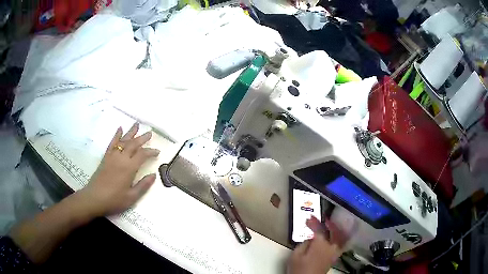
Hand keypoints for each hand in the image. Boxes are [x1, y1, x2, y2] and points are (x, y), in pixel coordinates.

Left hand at [76, 123, 159, 217]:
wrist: (94, 198)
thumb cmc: (114, 200)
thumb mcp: (132, 197)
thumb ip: (143, 185)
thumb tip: (153, 175)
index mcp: (129, 168)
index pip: (142, 155)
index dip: (151, 152)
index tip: (157, 152)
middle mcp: (121, 158)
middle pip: (133, 144)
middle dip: (142, 138)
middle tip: (150, 133)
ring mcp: (112, 156)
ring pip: (123, 141)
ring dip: (131, 132)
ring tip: (137, 124)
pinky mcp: (105, 157)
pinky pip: (112, 143)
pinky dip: (116, 135)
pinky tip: (120, 129)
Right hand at [287, 216, 346, 273]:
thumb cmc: (299, 269)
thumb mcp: (296, 255)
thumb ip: (304, 243)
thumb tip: (310, 238)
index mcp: (320, 244)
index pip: (319, 229)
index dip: (314, 222)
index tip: (309, 218)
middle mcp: (330, 246)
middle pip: (334, 232)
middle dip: (329, 224)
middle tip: (323, 220)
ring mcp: (334, 252)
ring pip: (339, 237)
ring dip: (335, 230)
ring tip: (330, 227)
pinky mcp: (334, 258)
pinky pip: (338, 244)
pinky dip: (337, 238)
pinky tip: (333, 238)